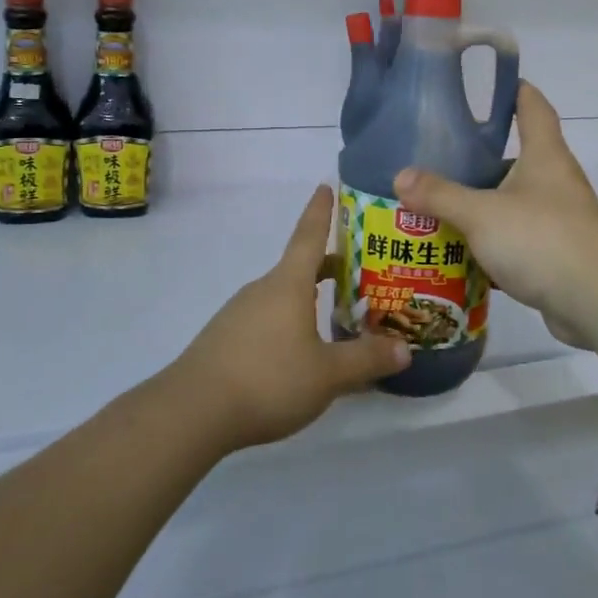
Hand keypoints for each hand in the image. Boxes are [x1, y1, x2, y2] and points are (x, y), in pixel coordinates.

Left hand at [169, 185, 410, 449]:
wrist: (193, 411)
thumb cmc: (268, 379)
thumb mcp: (328, 375)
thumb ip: (367, 360)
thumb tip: (404, 350)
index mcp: (288, 285)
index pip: (309, 235)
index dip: (321, 211)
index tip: (326, 186)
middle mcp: (263, 290)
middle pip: (299, 268)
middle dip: (328, 267)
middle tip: (358, 273)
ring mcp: (239, 314)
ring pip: (283, 297)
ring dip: (308, 300)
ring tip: (335, 319)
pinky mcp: (225, 339)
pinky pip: (266, 321)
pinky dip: (289, 324)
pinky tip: (299, 356)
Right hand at [394, 81, 597, 346]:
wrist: (597, 300)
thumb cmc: (542, 239)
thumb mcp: (481, 213)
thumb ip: (440, 195)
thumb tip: (400, 176)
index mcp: (543, 155)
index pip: (532, 106)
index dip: (513, 90)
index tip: (487, 84)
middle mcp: (554, 181)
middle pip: (515, 157)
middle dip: (478, 157)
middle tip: (436, 156)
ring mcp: (557, 219)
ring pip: (511, 202)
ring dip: (480, 204)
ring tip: (436, 204)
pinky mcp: (554, 254)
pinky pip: (514, 239)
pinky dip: (488, 243)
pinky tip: (457, 251)